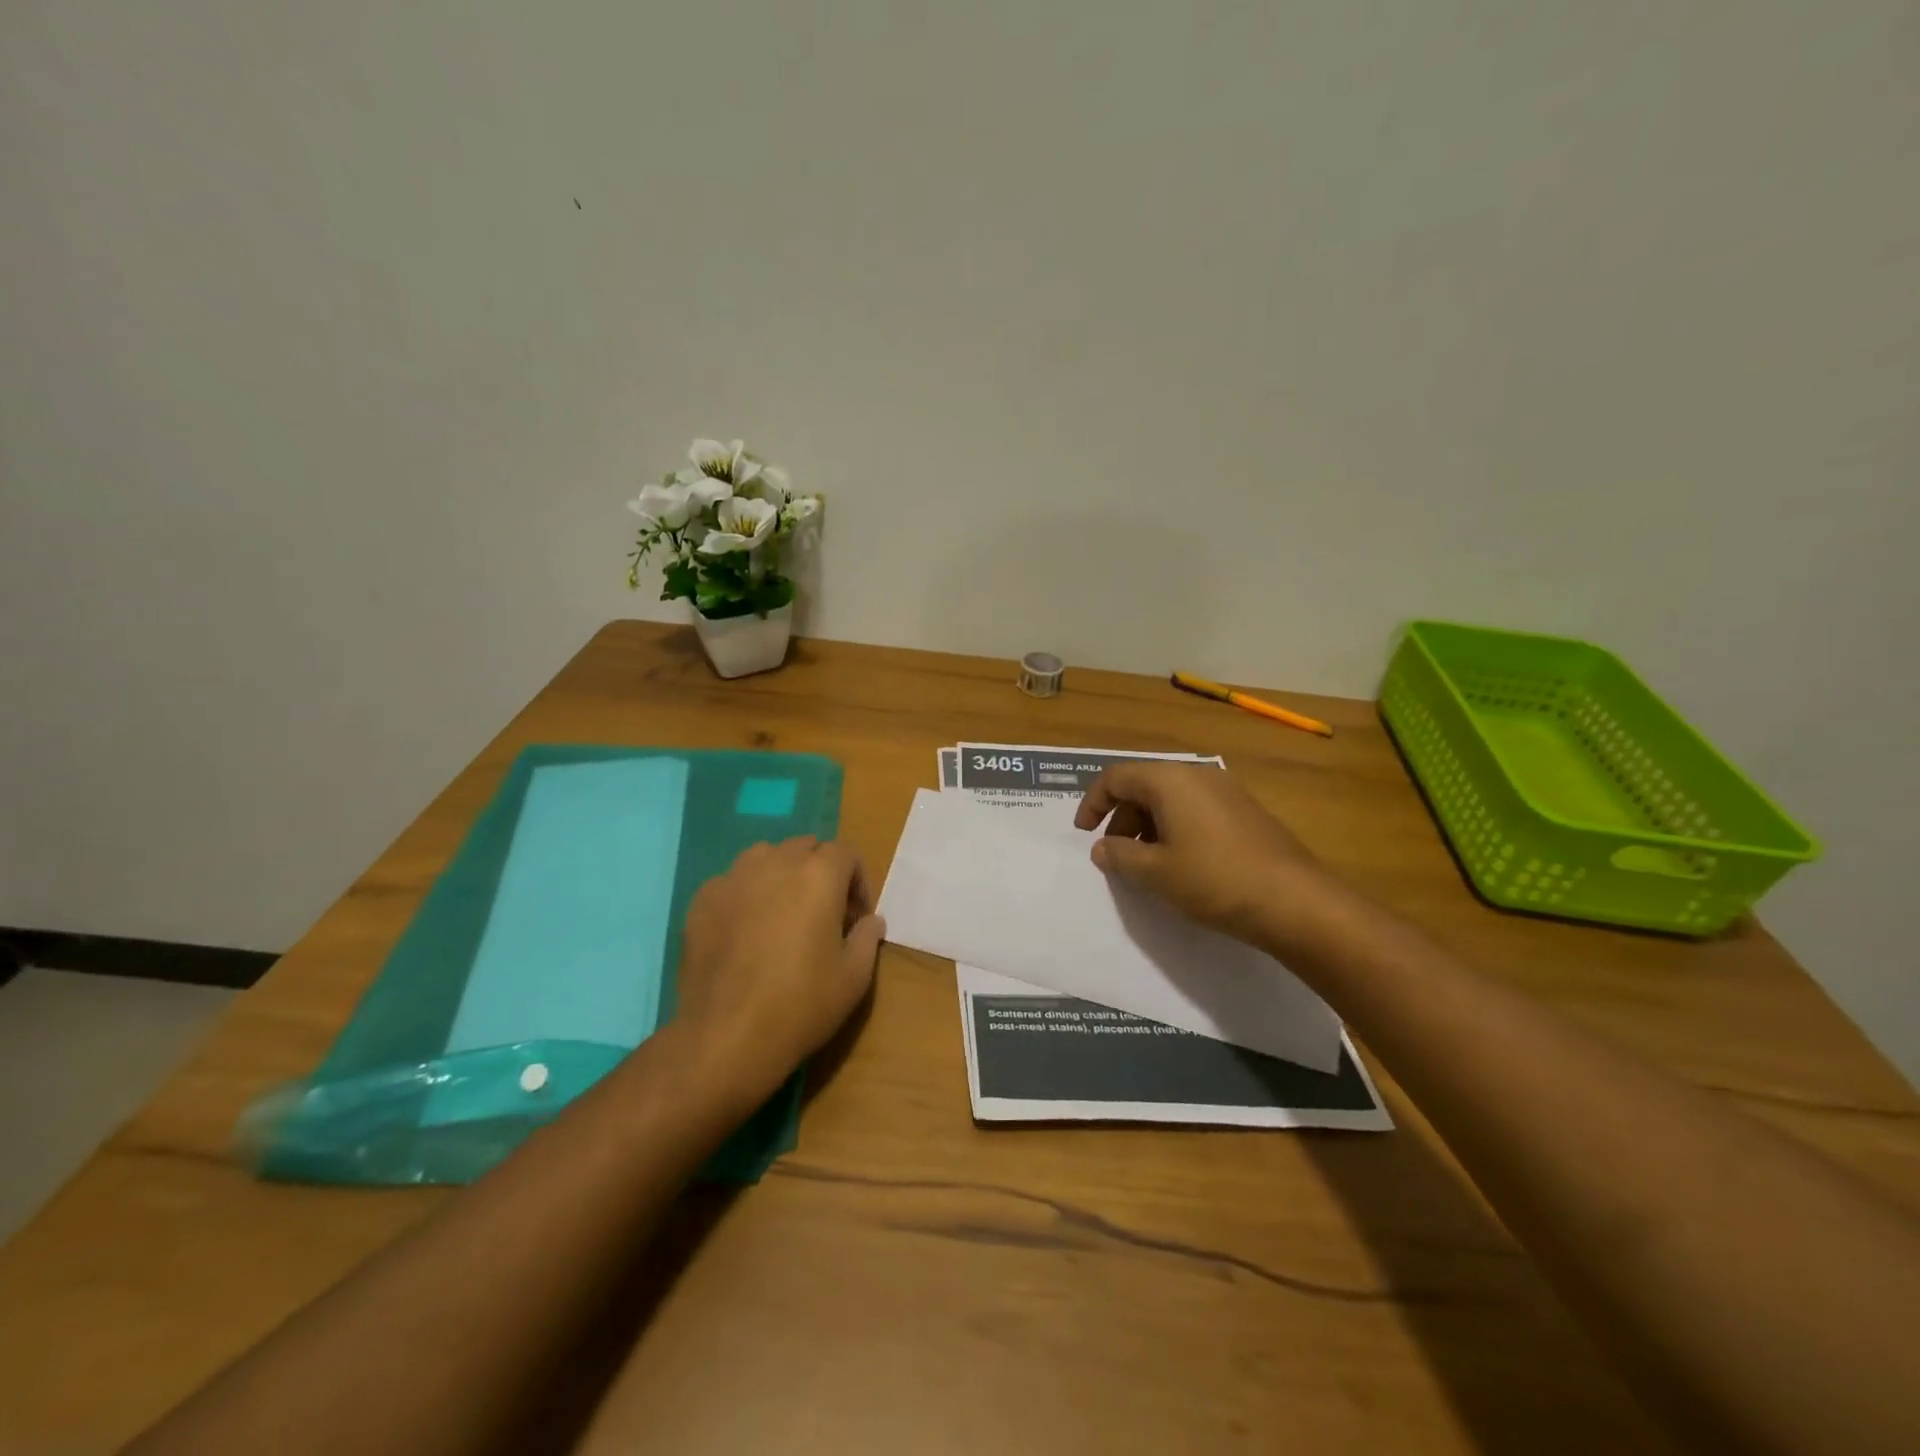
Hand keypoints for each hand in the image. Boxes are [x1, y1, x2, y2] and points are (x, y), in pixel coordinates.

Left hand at [672, 836, 884, 1103]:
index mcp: (818, 875)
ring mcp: (733, 878)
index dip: (857, 881)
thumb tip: (869, 920)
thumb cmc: (801, 1005)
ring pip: (766, 857)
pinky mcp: (702, 900)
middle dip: (820, 872)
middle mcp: (775, 863)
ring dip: (781, 875)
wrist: (726, 1037)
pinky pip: (733, 882)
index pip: (845, 853)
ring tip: (782, 914)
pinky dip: (746, 895)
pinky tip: (745, 932)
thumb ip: (867, 937)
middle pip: (806, 848)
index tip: (855, 917)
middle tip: (823, 914)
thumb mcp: (854, 977)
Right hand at [1074, 762, 1333, 946]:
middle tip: (1116, 855)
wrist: (1296, 902)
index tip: (1083, 833)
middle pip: (1144, 785)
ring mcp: (1226, 791)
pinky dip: (1175, 828)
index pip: (1116, 777)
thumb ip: (1120, 856)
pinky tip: (1182, 863)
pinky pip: (1196, 809)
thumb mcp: (1155, 873)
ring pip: (1171, 798)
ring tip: (1147, 864)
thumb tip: (1101, 848)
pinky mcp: (1245, 811)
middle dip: (1122, 817)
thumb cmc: (1215, 880)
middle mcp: (1198, 774)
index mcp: (1170, 780)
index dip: (1093, 803)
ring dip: (1148, 825)